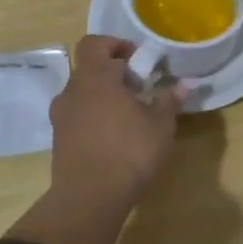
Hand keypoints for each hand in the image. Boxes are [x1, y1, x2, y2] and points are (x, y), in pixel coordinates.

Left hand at [49, 35, 183, 217]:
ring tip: (129, 116)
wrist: (89, 200)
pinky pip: (77, 118)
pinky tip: (114, 138)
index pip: (94, 44)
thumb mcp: (160, 126)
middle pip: (89, 70)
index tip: (136, 59)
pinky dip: (94, 119)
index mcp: (94, 78)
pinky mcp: (58, 141)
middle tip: (139, 90)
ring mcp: (61, 118)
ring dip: (103, 98)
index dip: (114, 45)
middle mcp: (72, 92)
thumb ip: (168, 101)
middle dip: (113, 74)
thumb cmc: (128, 152)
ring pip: (82, 95)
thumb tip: (184, 86)